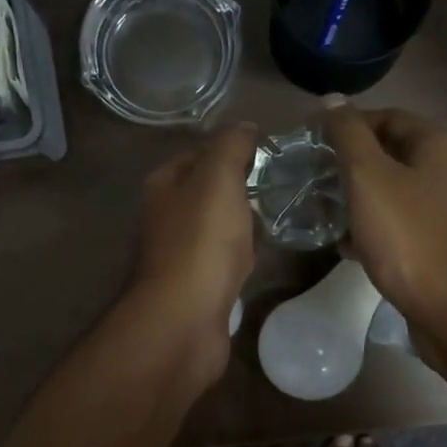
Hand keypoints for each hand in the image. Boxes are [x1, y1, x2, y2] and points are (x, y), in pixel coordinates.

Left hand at [128, 123, 259, 380]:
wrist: (183, 320)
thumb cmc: (200, 243)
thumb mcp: (217, 179)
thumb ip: (230, 147)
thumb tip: (245, 126)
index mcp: (164, 185)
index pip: (199, 152)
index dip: (232, 147)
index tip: (271, 150)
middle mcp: (164, 216)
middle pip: (207, 191)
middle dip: (240, 186)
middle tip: (282, 182)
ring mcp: (178, 254)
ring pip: (215, 226)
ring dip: (241, 222)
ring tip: (279, 213)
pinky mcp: (194, 287)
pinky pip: (221, 260)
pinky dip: (240, 255)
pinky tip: (260, 256)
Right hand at [322, 101, 446, 350]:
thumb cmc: (410, 240)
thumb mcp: (369, 180)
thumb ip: (348, 136)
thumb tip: (332, 99)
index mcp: (442, 144)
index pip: (387, 117)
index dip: (346, 126)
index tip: (311, 145)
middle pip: (394, 154)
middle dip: (352, 166)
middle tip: (316, 181)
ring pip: (399, 191)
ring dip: (363, 199)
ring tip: (328, 213)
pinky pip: (408, 222)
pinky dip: (379, 226)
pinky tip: (351, 245)